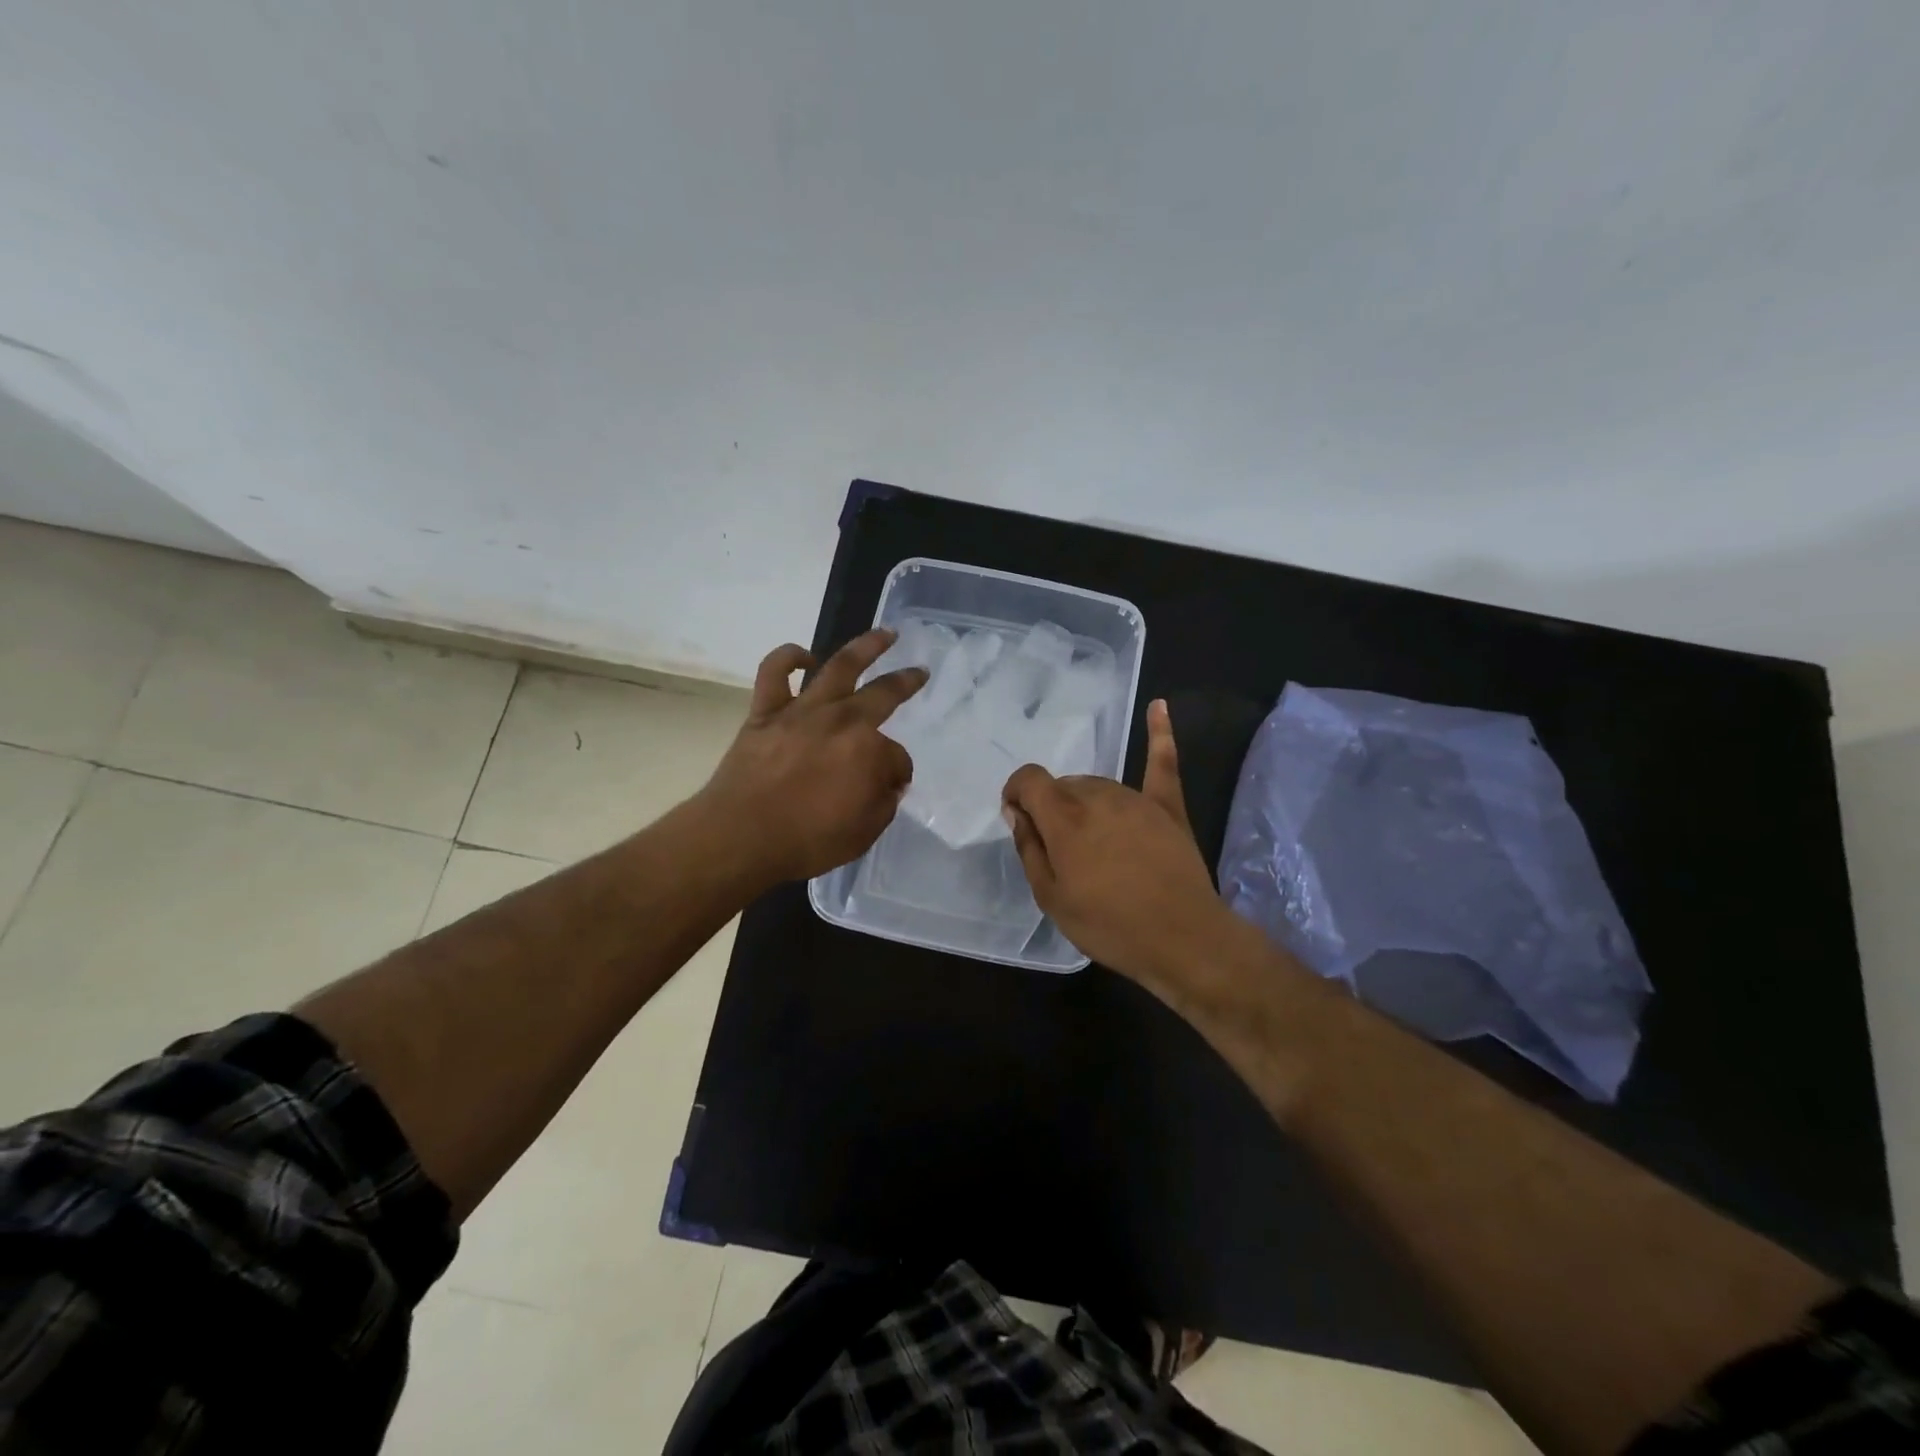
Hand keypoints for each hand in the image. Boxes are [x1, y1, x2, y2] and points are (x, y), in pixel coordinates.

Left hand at [698, 630, 926, 885]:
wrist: (741, 836)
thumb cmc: (807, 840)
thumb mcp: (864, 833)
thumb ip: (884, 802)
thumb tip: (889, 782)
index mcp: (869, 751)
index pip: (897, 756)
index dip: (897, 773)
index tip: (892, 786)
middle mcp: (841, 721)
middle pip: (883, 694)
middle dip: (906, 681)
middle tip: (919, 670)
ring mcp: (802, 711)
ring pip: (838, 667)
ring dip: (865, 646)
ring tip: (884, 634)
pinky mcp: (766, 712)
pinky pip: (774, 673)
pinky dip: (788, 658)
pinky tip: (803, 656)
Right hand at [1001, 699, 1237, 987]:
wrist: (1183, 939)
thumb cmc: (1110, 925)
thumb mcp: (1051, 898)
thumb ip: (1029, 848)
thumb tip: (1017, 812)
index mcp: (1064, 817)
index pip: (1029, 779)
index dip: (1016, 794)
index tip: (1019, 821)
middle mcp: (1097, 795)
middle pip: (1064, 785)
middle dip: (1052, 808)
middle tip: (1062, 852)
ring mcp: (1136, 797)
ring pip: (1097, 784)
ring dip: (1085, 803)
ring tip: (1094, 845)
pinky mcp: (1168, 806)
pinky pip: (1162, 763)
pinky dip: (1159, 733)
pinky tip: (1159, 706)